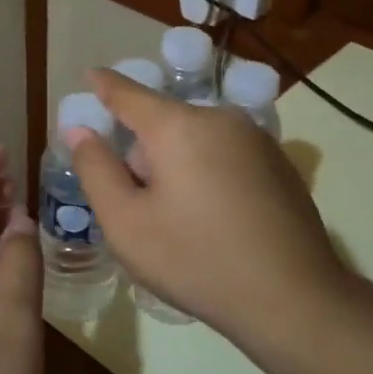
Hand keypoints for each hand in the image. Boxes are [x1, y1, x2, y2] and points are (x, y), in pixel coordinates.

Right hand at [67, 69, 354, 352]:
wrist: (292, 298)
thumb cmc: (195, 260)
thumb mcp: (126, 223)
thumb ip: (95, 169)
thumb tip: (80, 130)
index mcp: (179, 125)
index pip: (129, 93)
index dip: (104, 85)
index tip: (89, 75)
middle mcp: (221, 118)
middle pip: (165, 123)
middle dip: (144, 152)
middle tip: (139, 205)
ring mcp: (257, 139)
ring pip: (197, 140)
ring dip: (178, 165)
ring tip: (179, 220)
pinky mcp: (279, 164)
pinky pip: (226, 155)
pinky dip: (209, 174)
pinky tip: (216, 222)